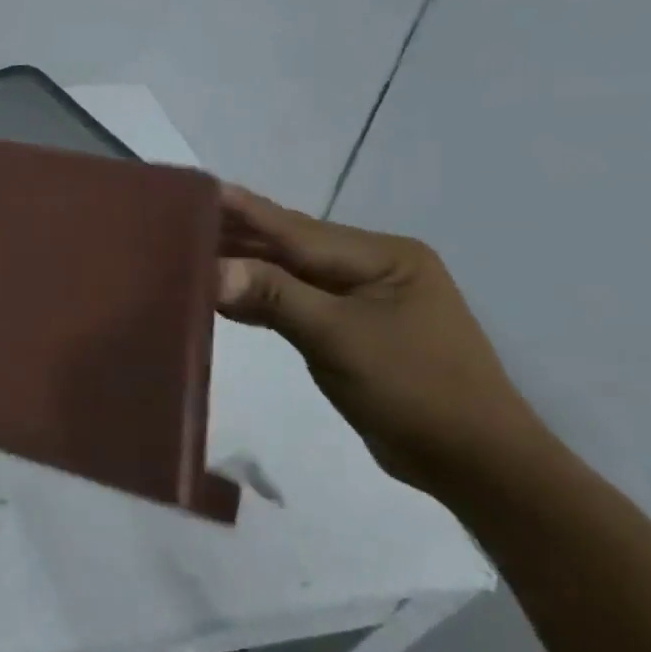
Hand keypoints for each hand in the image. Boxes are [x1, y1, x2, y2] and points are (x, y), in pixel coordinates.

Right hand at [215, 184, 547, 494]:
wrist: (473, 463)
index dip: (243, 210)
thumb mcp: (340, 338)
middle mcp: (371, 267)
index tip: (196, 188)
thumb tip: (211, 270)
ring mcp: (360, 300)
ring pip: (288, 274)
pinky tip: (221, 294)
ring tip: (187, 250)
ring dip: (242, 266)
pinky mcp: (348, 330)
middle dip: (236, 234)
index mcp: (382, 256)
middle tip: (177, 220)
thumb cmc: (415, 390)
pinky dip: (258, 299)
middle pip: (289, 246)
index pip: (296, 229)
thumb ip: (274, 296)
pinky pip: (293, 303)